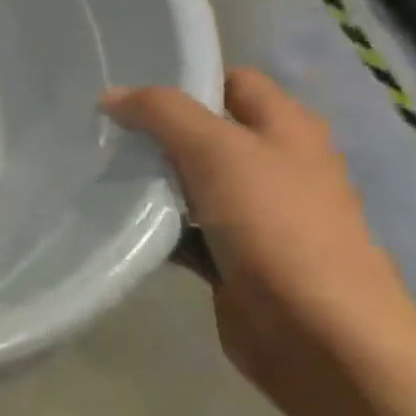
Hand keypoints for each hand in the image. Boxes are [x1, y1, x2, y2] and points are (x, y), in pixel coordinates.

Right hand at [103, 68, 415, 415]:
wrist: (321, 338)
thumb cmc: (277, 227)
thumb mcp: (216, 151)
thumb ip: (162, 113)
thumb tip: (111, 96)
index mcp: (286, 129)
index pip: (230, 81)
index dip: (183, 78)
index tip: (124, 87)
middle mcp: (274, 165)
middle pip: (204, 132)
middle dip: (154, 131)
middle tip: (98, 129)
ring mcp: (255, 215)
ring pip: (189, 182)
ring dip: (149, 180)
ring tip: (94, 169)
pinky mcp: (233, 258)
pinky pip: (182, 230)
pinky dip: (153, 225)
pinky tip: (114, 220)